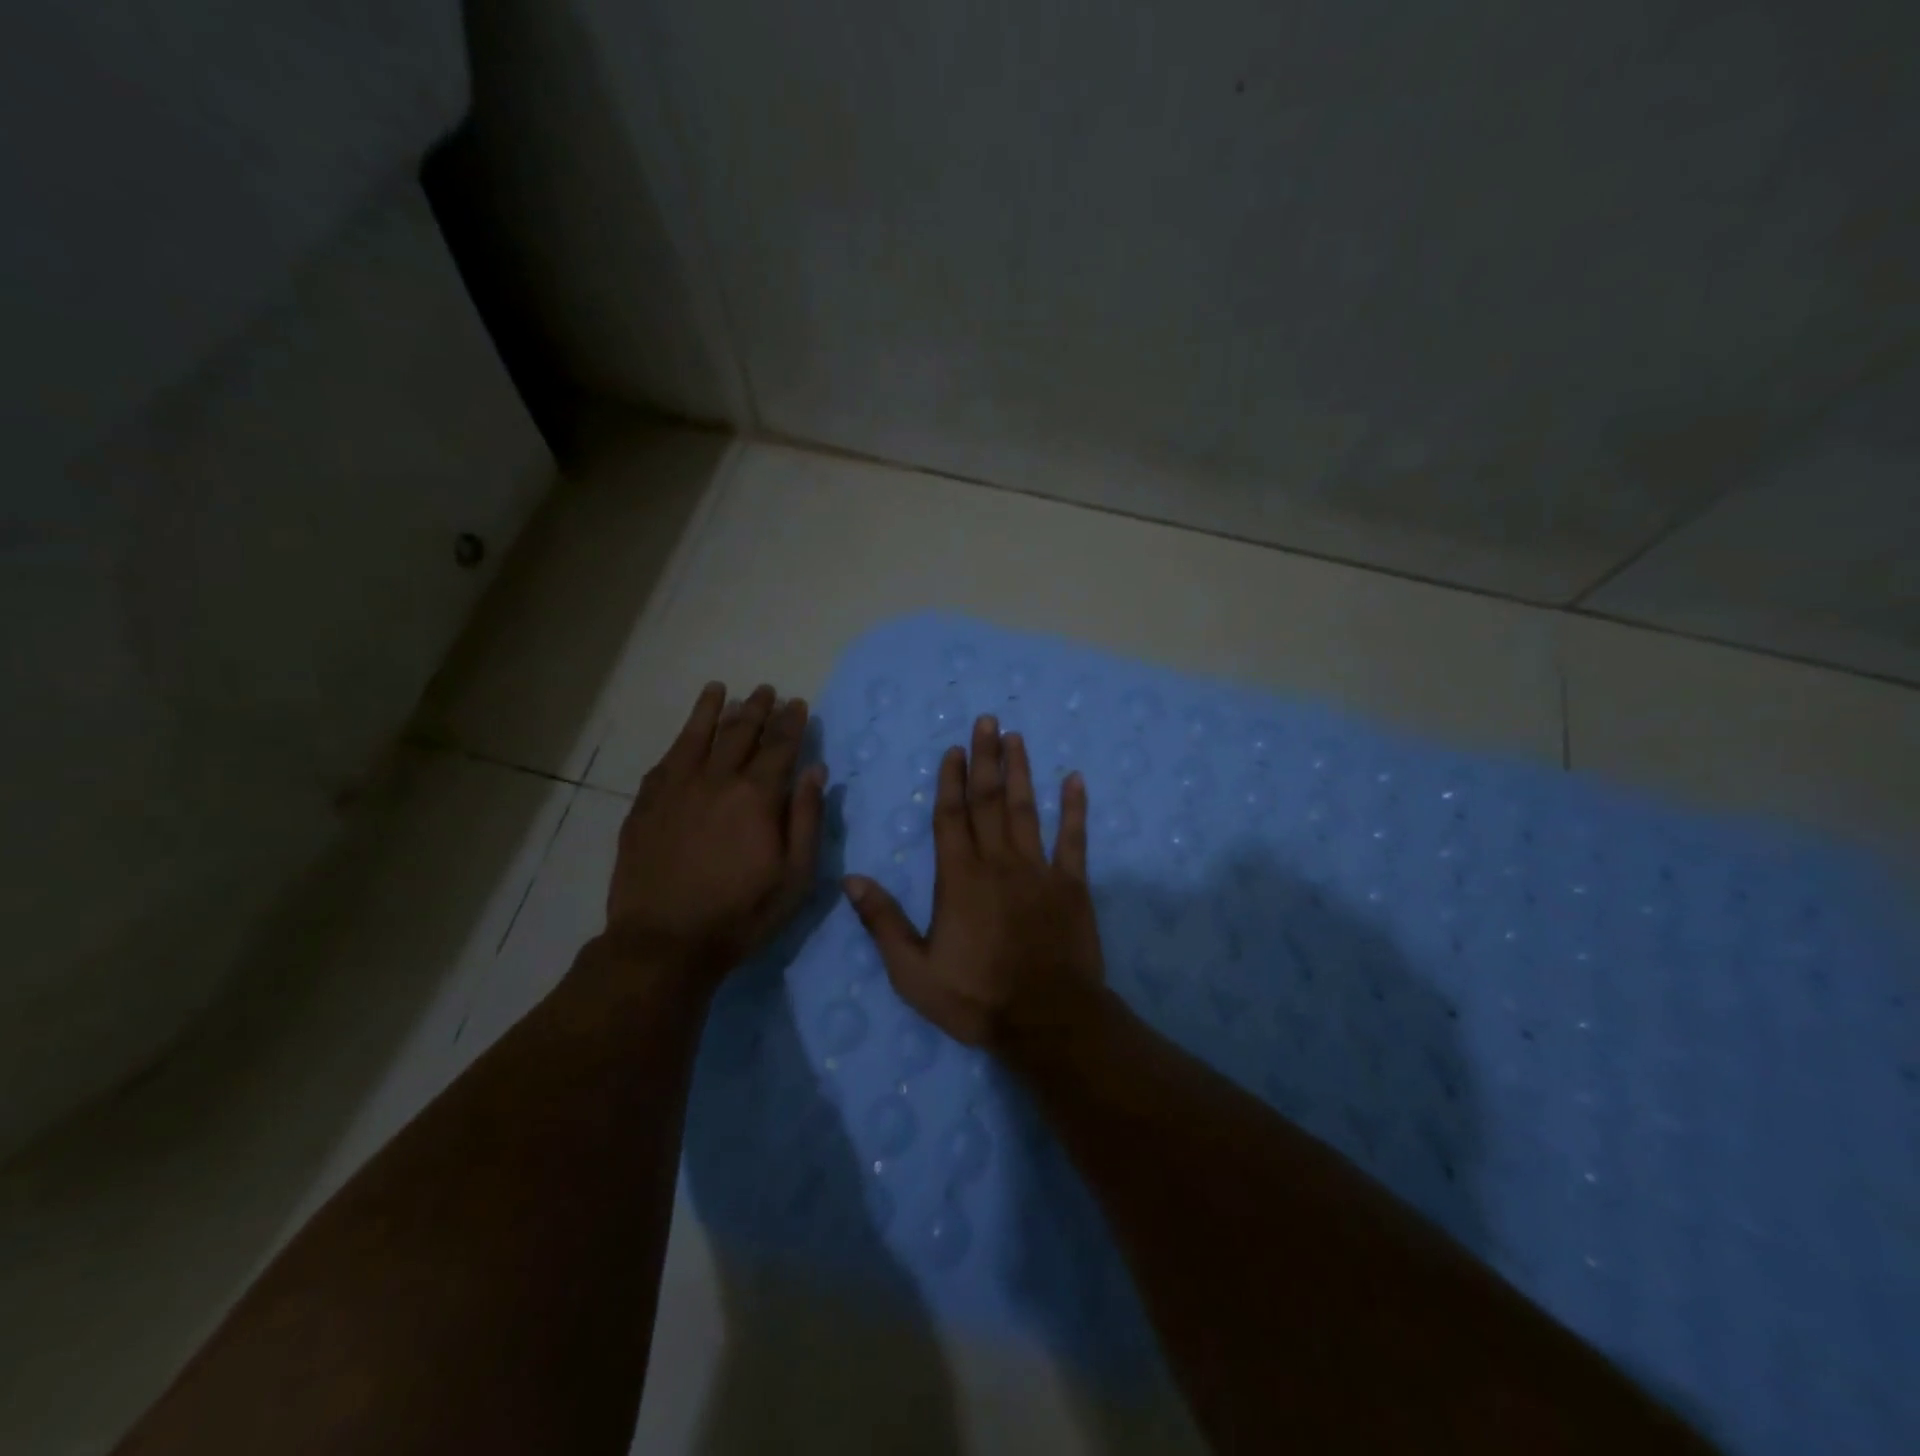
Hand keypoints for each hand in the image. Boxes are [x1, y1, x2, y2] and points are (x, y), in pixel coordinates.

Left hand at [604, 682, 826, 980]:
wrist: (664, 942)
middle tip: (766, 691)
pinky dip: (680, 740)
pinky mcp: (646, 804)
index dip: (791, 722)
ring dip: (712, 710)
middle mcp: (716, 780)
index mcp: (757, 796)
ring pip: (697, 736)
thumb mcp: (795, 876)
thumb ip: (807, 818)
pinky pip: (666, 760)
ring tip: (721, 690)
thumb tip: (816, 770)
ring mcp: (675, 789)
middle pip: (739, 732)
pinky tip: (685, 735)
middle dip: (757, 708)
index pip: (780, 746)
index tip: (798, 704)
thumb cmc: (741, 913)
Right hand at [844, 715, 1105, 1048]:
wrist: (1047, 1021)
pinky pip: (1074, 839)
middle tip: (987, 720)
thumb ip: (883, 922)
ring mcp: (1038, 870)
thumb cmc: (976, 997)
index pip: (951, 817)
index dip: (951, 780)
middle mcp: (998, 862)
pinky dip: (1075, 809)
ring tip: (1017, 738)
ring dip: (1021, 772)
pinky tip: (1075, 781)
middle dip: (986, 759)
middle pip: (988, 801)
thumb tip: (852, 879)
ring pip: (1026, 810)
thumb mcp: (913, 972)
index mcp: (959, 878)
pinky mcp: (1072, 885)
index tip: (954, 748)